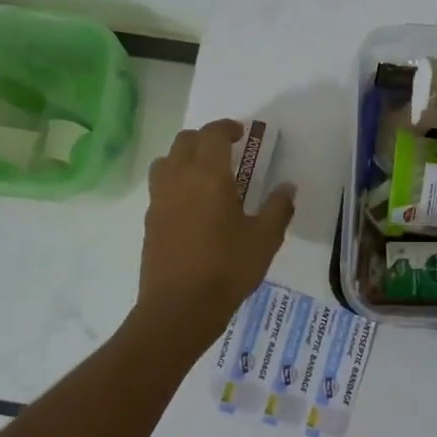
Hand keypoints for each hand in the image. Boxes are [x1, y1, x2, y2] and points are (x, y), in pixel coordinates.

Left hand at [137, 119, 295, 335]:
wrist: (179, 308)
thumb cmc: (227, 269)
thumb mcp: (265, 239)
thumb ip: (278, 208)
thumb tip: (287, 186)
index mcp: (208, 175)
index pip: (212, 134)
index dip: (227, 128)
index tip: (242, 134)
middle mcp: (179, 179)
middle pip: (185, 141)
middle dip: (205, 138)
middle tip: (227, 151)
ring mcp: (159, 200)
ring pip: (166, 161)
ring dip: (184, 157)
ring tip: (205, 174)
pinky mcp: (149, 222)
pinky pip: (160, 187)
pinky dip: (175, 182)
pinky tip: (192, 205)